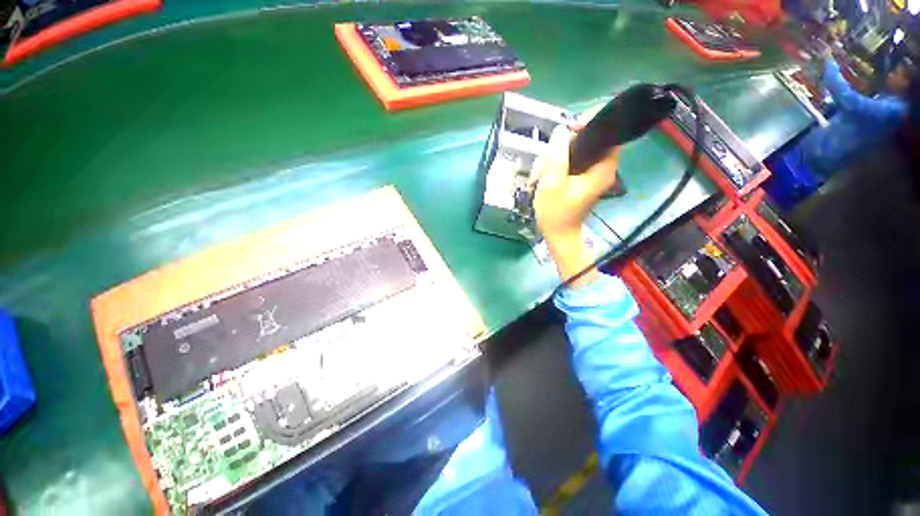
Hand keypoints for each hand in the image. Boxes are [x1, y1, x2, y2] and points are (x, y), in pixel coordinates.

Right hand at [531, 110, 621, 286]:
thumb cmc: (556, 213)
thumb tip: (560, 131)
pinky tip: (544, 174)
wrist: (558, 235)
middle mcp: (602, 169)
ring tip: (541, 171)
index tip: (571, 128)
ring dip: (557, 157)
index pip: (610, 133)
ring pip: (578, 151)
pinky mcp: (582, 180)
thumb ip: (556, 156)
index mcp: (603, 168)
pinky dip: (558, 164)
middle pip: (591, 141)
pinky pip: (573, 162)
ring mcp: (592, 175)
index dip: (593, 123)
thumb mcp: (552, 184)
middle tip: (548, 157)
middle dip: (566, 144)